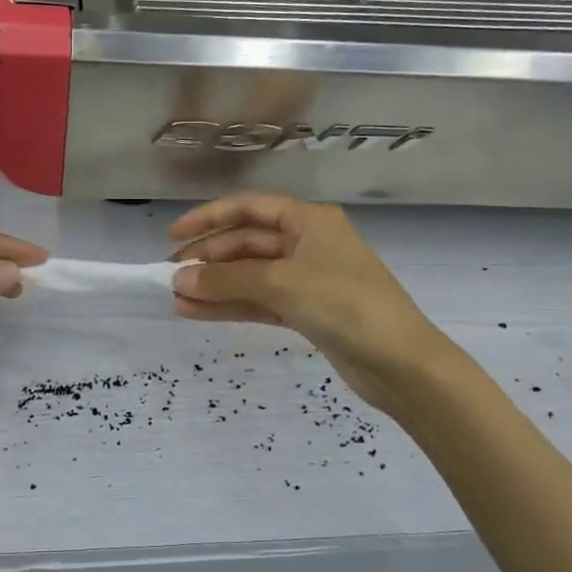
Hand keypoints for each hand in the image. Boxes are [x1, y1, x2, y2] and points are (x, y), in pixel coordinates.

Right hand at [169, 193, 469, 416]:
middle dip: (209, 259)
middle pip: (247, 243)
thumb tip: (178, 281)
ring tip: (176, 299)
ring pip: (250, 275)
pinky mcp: (307, 311)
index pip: (247, 208)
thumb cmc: (345, 304)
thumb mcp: (282, 283)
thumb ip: (227, 280)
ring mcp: (307, 279)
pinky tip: (198, 314)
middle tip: (171, 277)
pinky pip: (260, 301)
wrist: (401, 363)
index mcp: (308, 220)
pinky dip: (232, 306)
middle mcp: (307, 243)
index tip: (173, 236)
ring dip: (215, 286)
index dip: (208, 219)